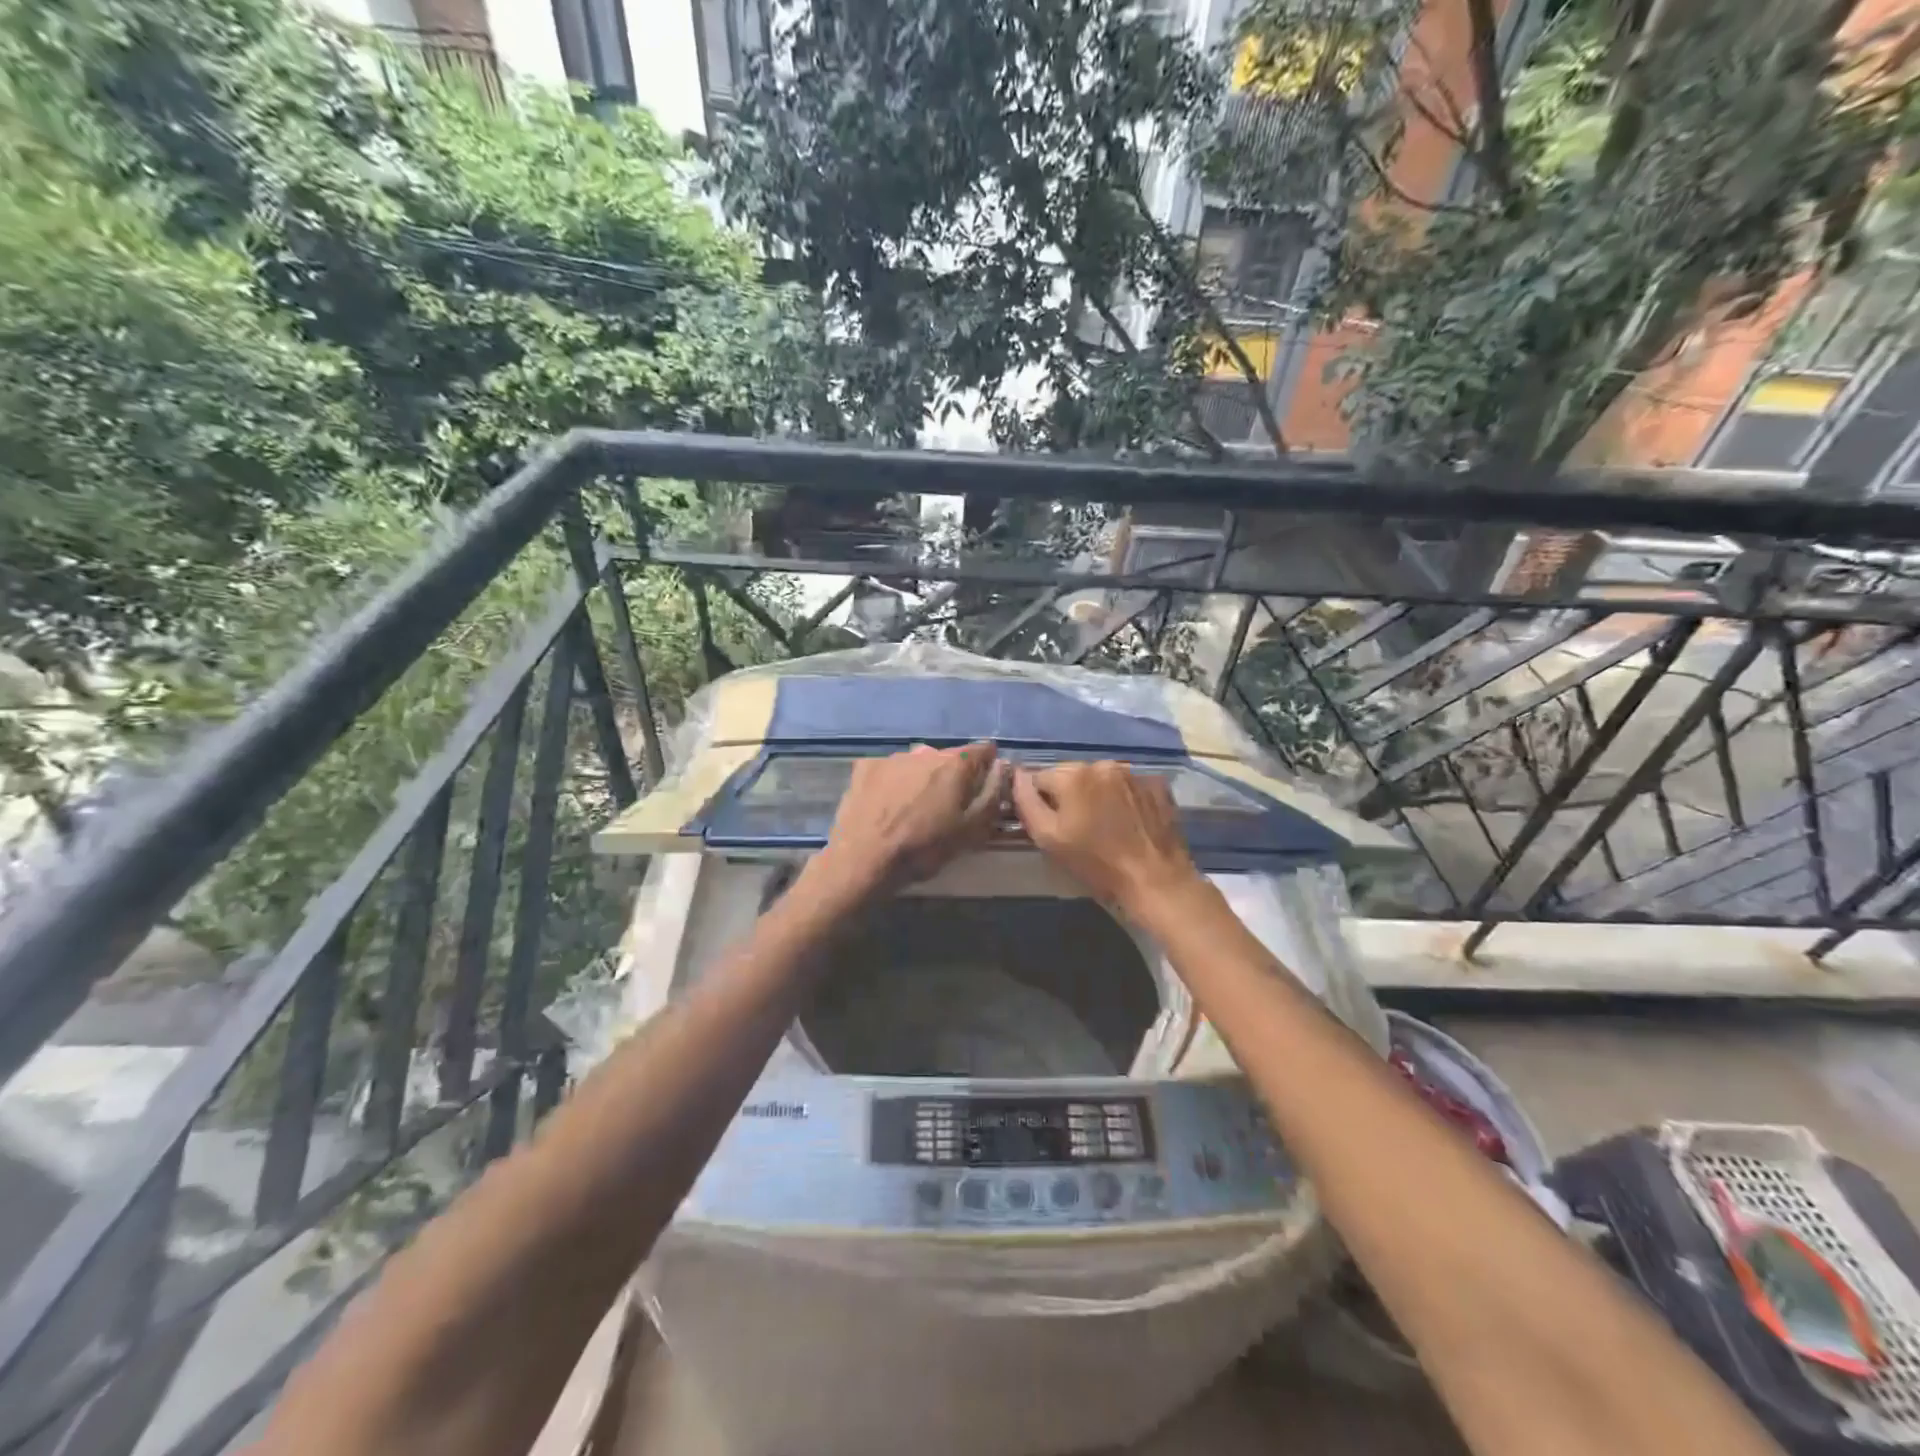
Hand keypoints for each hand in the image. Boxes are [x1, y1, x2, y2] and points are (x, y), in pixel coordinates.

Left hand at [814, 742, 1007, 896]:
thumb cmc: (923, 849)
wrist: (863, 860)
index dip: (989, 767)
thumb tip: (1002, 768)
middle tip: (947, 807)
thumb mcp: (971, 831)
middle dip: (953, 776)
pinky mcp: (864, 767)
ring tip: (914, 808)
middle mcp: (925, 751)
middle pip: (949, 758)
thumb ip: (993, 795)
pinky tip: (886, 805)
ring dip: (922, 778)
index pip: (983, 751)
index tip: (984, 787)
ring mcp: (892, 757)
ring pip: (918, 763)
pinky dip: (893, 782)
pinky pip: (889, 770)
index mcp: (955, 764)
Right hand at [1010, 761, 1201, 916]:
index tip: (1053, 826)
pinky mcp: (1157, 784)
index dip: (1041, 803)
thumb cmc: (1096, 863)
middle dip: (1071, 796)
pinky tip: (1129, 822)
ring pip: (1101, 779)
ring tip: (1107, 826)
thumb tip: (1017, 775)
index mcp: (1072, 774)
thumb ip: (1026, 802)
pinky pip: (1129, 786)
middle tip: (1080, 829)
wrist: (1155, 879)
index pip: (1040, 779)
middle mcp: (1102, 764)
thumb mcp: (1049, 839)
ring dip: (1098, 795)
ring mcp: (1133, 772)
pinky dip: (1124, 798)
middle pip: (1072, 775)